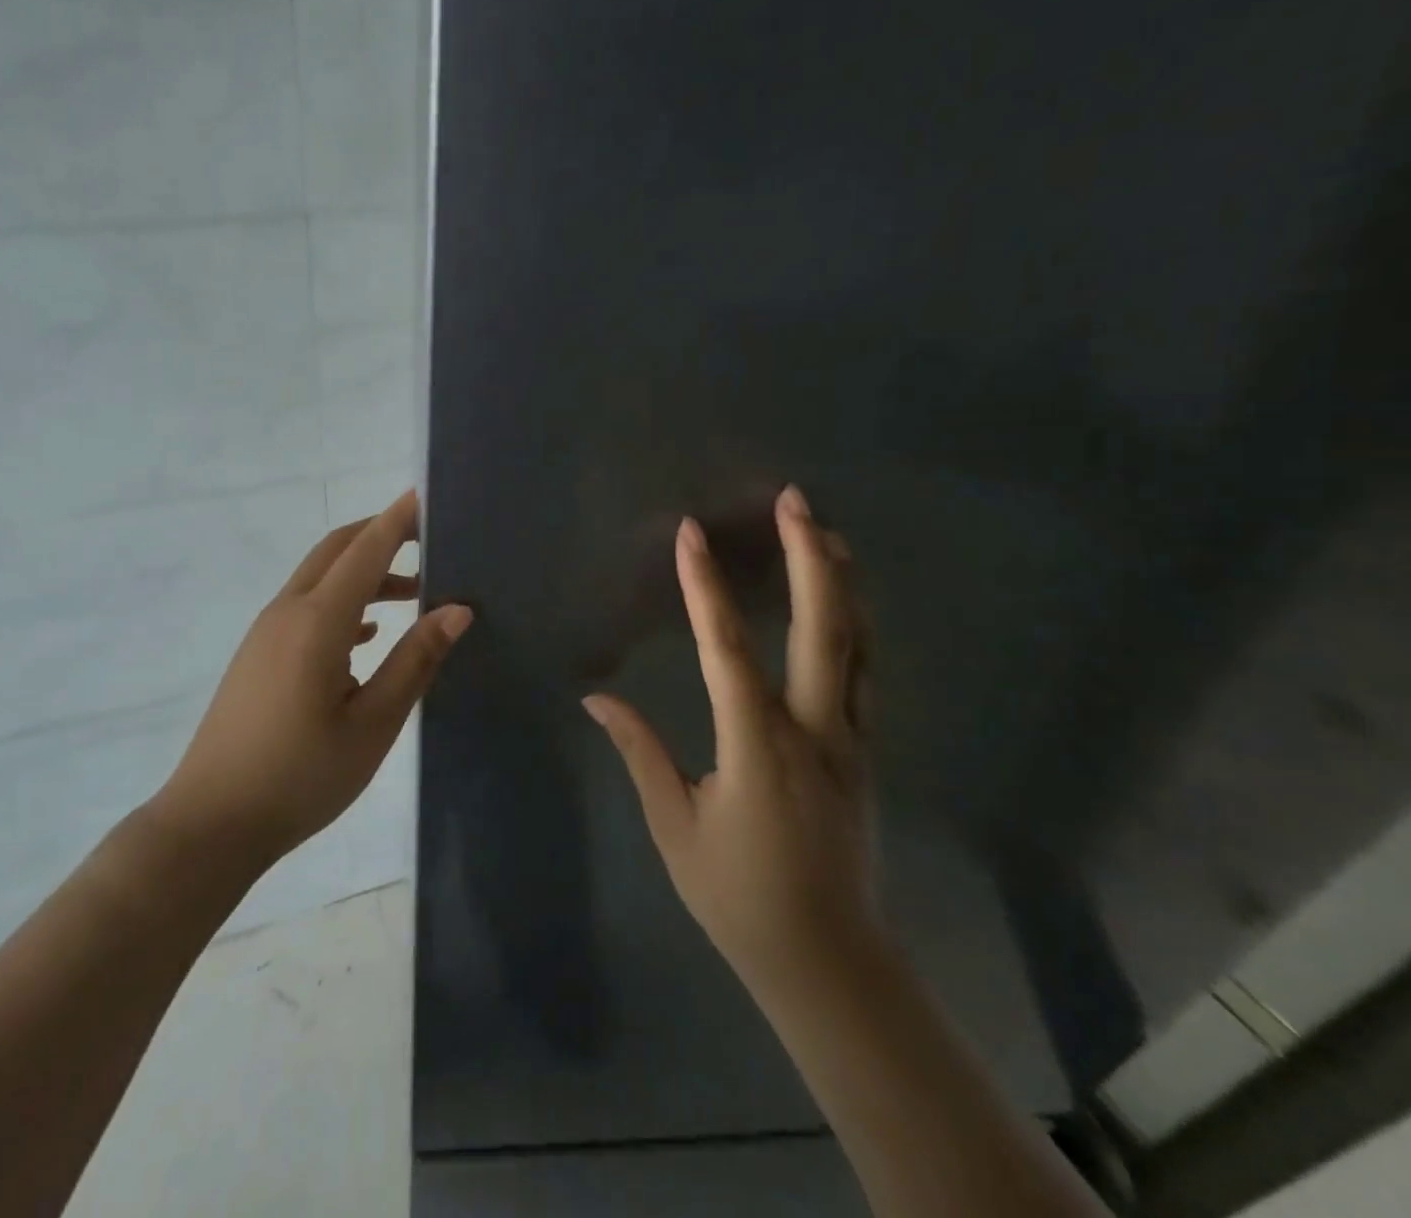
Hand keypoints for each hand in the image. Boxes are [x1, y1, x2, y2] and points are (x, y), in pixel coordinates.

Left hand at [155, 490, 472, 871]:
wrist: (211, 822)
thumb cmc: (300, 777)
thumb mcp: (372, 724)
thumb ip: (415, 661)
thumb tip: (457, 609)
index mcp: (317, 621)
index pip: (366, 550)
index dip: (399, 519)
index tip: (429, 494)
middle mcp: (288, 612)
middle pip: (337, 550)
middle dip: (380, 534)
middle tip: (428, 539)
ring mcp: (267, 632)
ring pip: (321, 578)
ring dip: (365, 572)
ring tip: (414, 593)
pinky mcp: (259, 654)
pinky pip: (307, 607)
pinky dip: (344, 602)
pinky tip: (369, 634)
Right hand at [583, 485, 877, 1002]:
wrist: (828, 961)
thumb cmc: (738, 895)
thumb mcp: (674, 826)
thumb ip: (640, 752)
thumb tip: (596, 700)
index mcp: (757, 748)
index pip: (727, 649)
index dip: (704, 587)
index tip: (690, 534)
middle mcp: (814, 731)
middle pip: (821, 629)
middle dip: (809, 557)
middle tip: (795, 500)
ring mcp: (851, 740)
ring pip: (858, 645)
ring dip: (842, 581)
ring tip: (826, 530)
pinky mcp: (866, 753)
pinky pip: (866, 673)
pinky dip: (857, 625)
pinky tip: (847, 602)